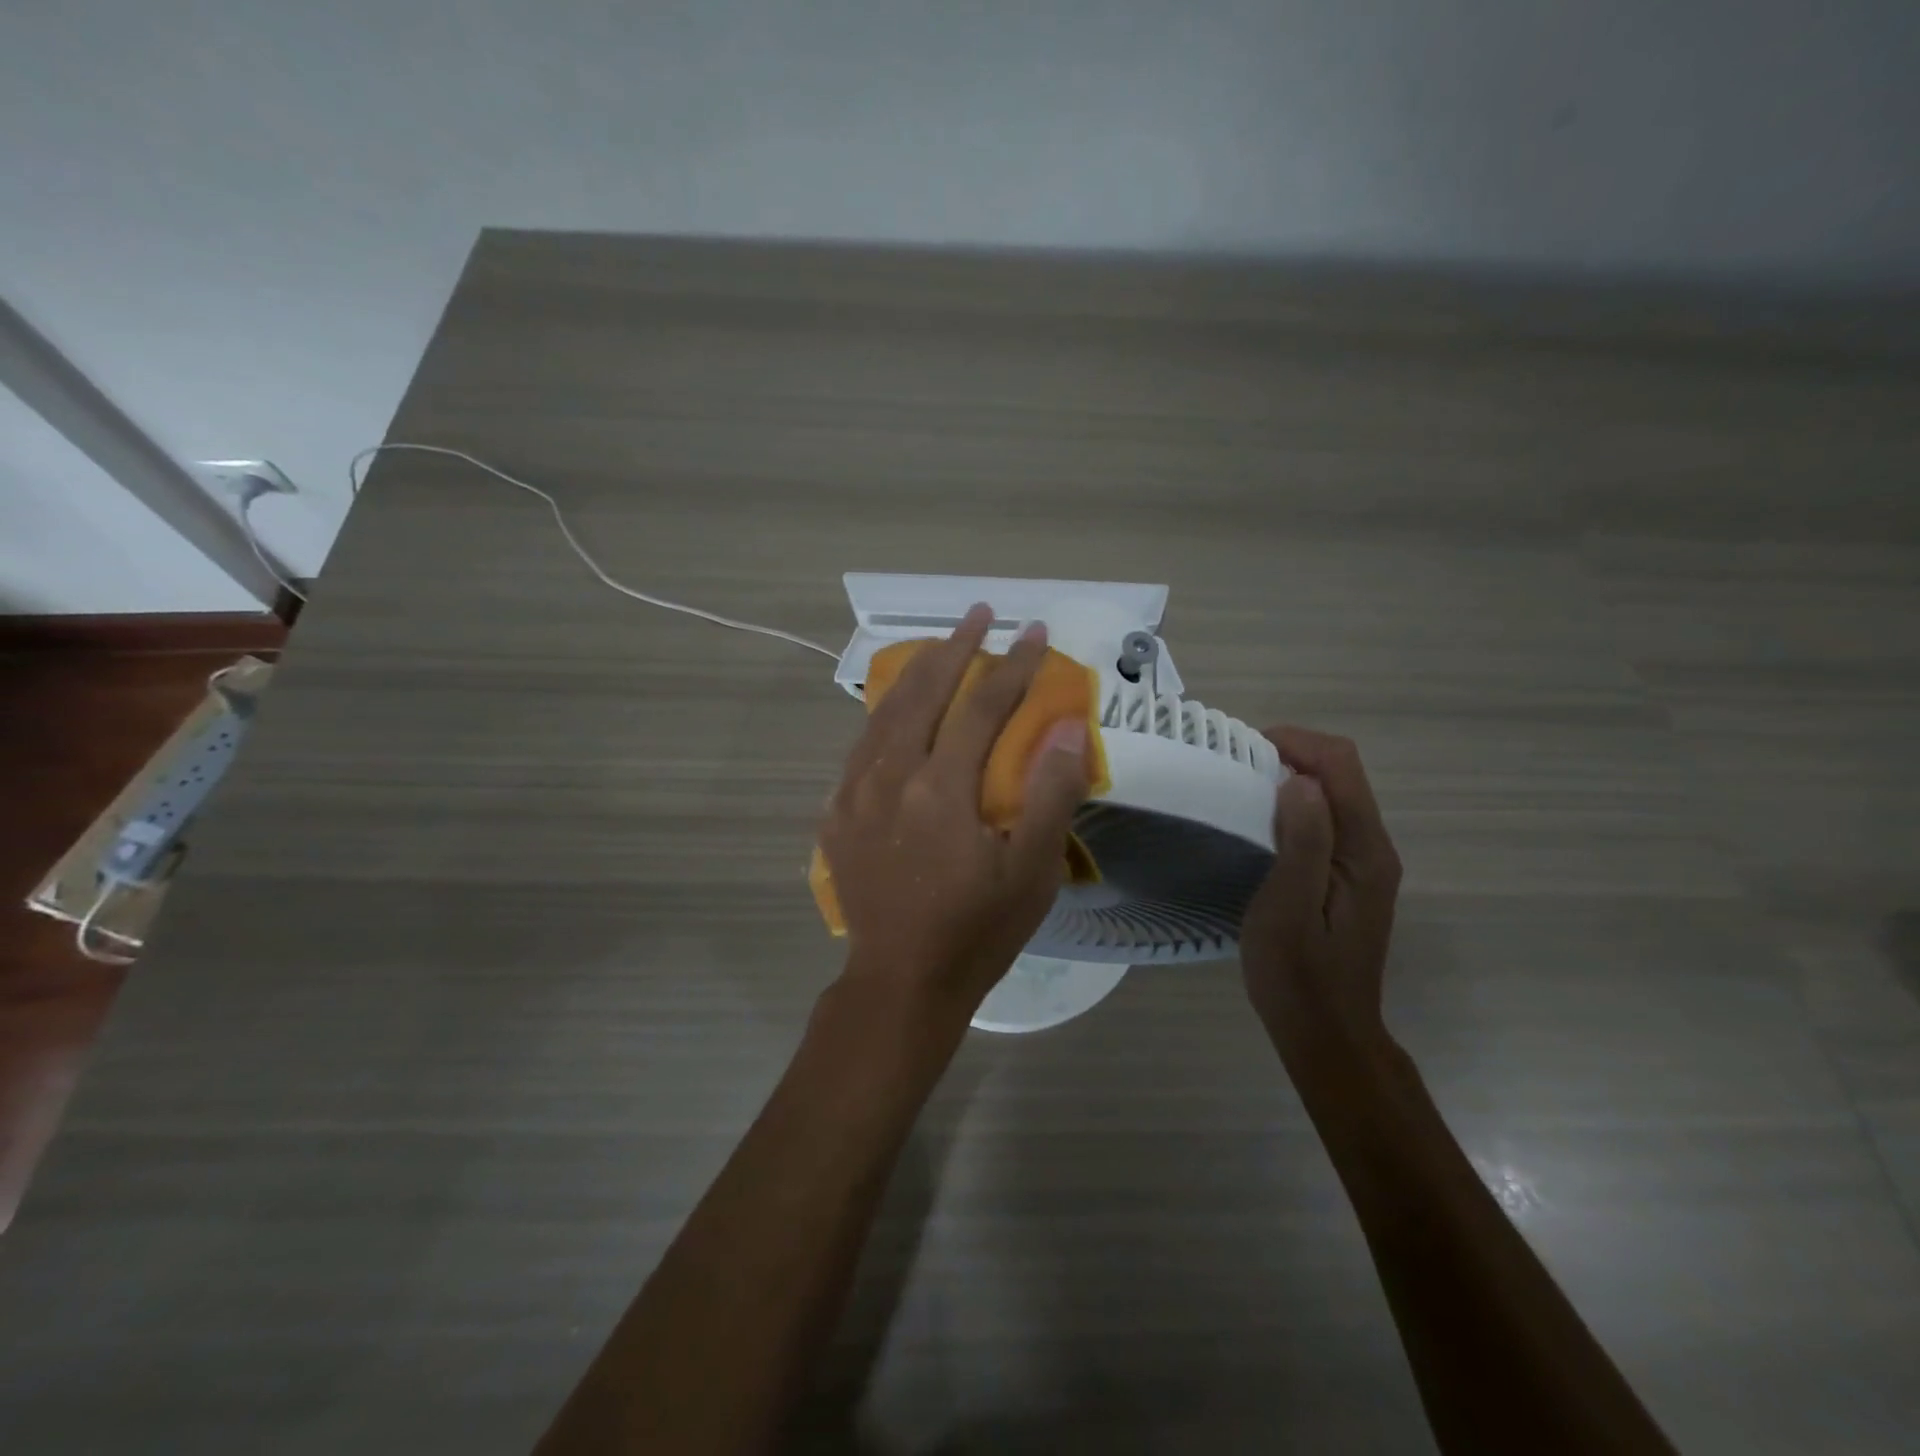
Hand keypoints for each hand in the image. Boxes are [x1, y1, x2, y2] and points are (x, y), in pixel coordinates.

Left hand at [819, 603, 1092, 1029]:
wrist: (900, 982)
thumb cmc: (976, 931)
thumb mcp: (1031, 871)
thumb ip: (1050, 793)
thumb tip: (1066, 725)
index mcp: (941, 789)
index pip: (982, 708)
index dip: (1013, 666)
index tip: (1034, 631)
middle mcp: (890, 777)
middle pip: (924, 693)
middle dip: (956, 648)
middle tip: (979, 613)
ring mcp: (855, 793)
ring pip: (884, 712)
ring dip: (915, 673)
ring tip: (940, 646)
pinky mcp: (837, 813)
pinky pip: (861, 746)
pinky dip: (883, 714)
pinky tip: (896, 709)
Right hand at [1240, 727, 1403, 1063]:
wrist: (1327, 1034)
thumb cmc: (1298, 975)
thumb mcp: (1289, 908)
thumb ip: (1303, 841)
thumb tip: (1299, 779)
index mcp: (1364, 850)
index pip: (1340, 765)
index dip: (1294, 743)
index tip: (1241, 751)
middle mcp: (1374, 848)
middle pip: (1342, 773)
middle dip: (1291, 755)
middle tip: (1234, 768)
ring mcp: (1365, 863)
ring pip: (1334, 794)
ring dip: (1291, 778)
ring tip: (1240, 789)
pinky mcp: (1350, 877)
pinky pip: (1327, 820)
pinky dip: (1294, 805)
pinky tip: (1261, 823)